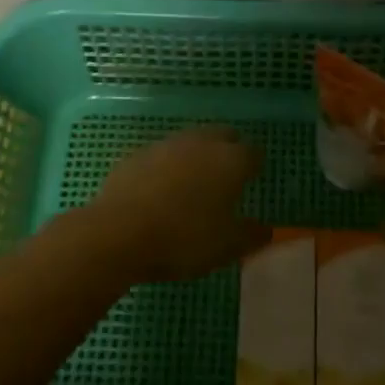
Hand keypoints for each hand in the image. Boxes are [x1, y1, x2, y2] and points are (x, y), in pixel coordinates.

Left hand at [85, 126, 269, 282]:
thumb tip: (266, 229)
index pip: (253, 153)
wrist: (118, 233)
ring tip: (193, 184)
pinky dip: (167, 167)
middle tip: (226, 178)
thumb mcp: (226, 247)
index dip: (254, 167)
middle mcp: (202, 142)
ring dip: (196, 156)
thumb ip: (251, 235)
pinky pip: (162, 155)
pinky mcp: (138, 153)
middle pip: (223, 136)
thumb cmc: (183, 239)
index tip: (251, 182)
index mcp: (230, 160)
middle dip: (228, 151)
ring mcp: (167, 144)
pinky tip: (161, 190)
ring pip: (191, 142)